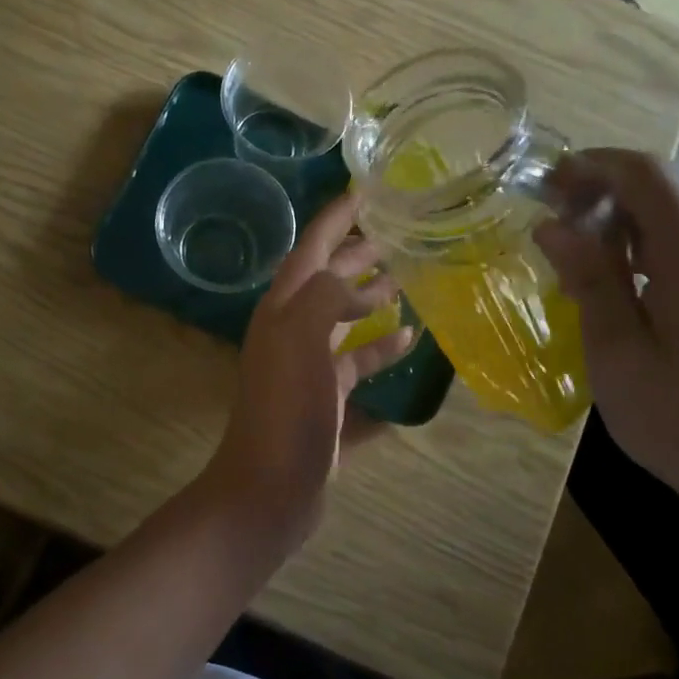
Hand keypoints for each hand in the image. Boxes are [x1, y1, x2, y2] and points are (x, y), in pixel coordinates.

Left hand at [202, 191, 415, 550]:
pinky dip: (380, 348)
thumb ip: (326, 297)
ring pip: (343, 319)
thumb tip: (357, 285)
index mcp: (282, 310)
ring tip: (407, 278)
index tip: (365, 190)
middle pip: (327, 281)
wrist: (269, 489)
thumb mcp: (301, 340)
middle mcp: (292, 331)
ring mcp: (308, 367)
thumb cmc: (286, 410)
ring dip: (371, 297)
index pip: (310, 249)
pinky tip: (408, 339)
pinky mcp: (326, 400)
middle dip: (358, 253)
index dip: (335, 218)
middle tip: (397, 231)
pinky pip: (357, 363)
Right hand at [533, 149, 678, 518]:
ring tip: (573, 254)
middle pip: (661, 191)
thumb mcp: (617, 349)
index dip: (592, 165)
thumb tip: (552, 224)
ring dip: (620, 222)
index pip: (645, 174)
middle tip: (549, 223)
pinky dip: (644, 247)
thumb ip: (589, 278)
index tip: (544, 183)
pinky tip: (615, 281)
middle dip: (600, 193)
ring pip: (675, 218)